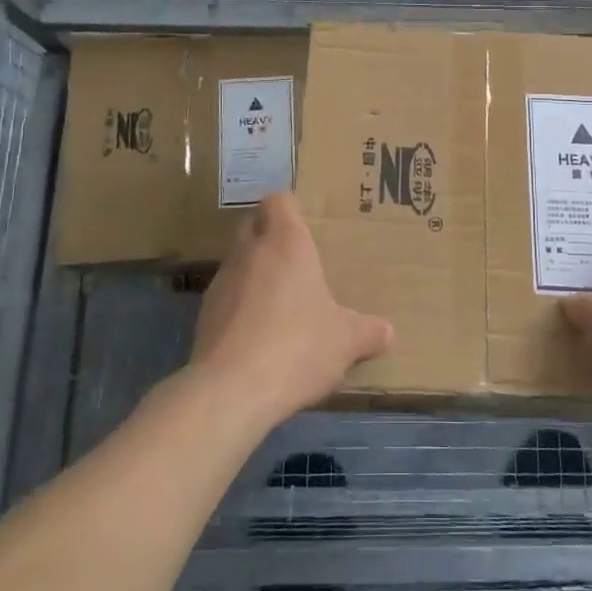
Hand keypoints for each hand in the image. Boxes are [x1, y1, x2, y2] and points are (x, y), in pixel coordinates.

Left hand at [188, 192, 393, 427]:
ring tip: (279, 301)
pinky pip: (226, 298)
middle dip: (270, 236)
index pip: (279, 200)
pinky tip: (258, 335)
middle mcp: (250, 251)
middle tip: (297, 260)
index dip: (290, 207)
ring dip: (254, 273)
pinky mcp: (204, 315)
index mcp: (286, 241)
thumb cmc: (298, 346)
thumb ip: (367, 332)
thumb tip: (387, 332)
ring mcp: (221, 282)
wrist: (231, 390)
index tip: (306, 223)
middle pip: (253, 224)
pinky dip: (240, 306)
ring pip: (238, 261)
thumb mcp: (346, 341)